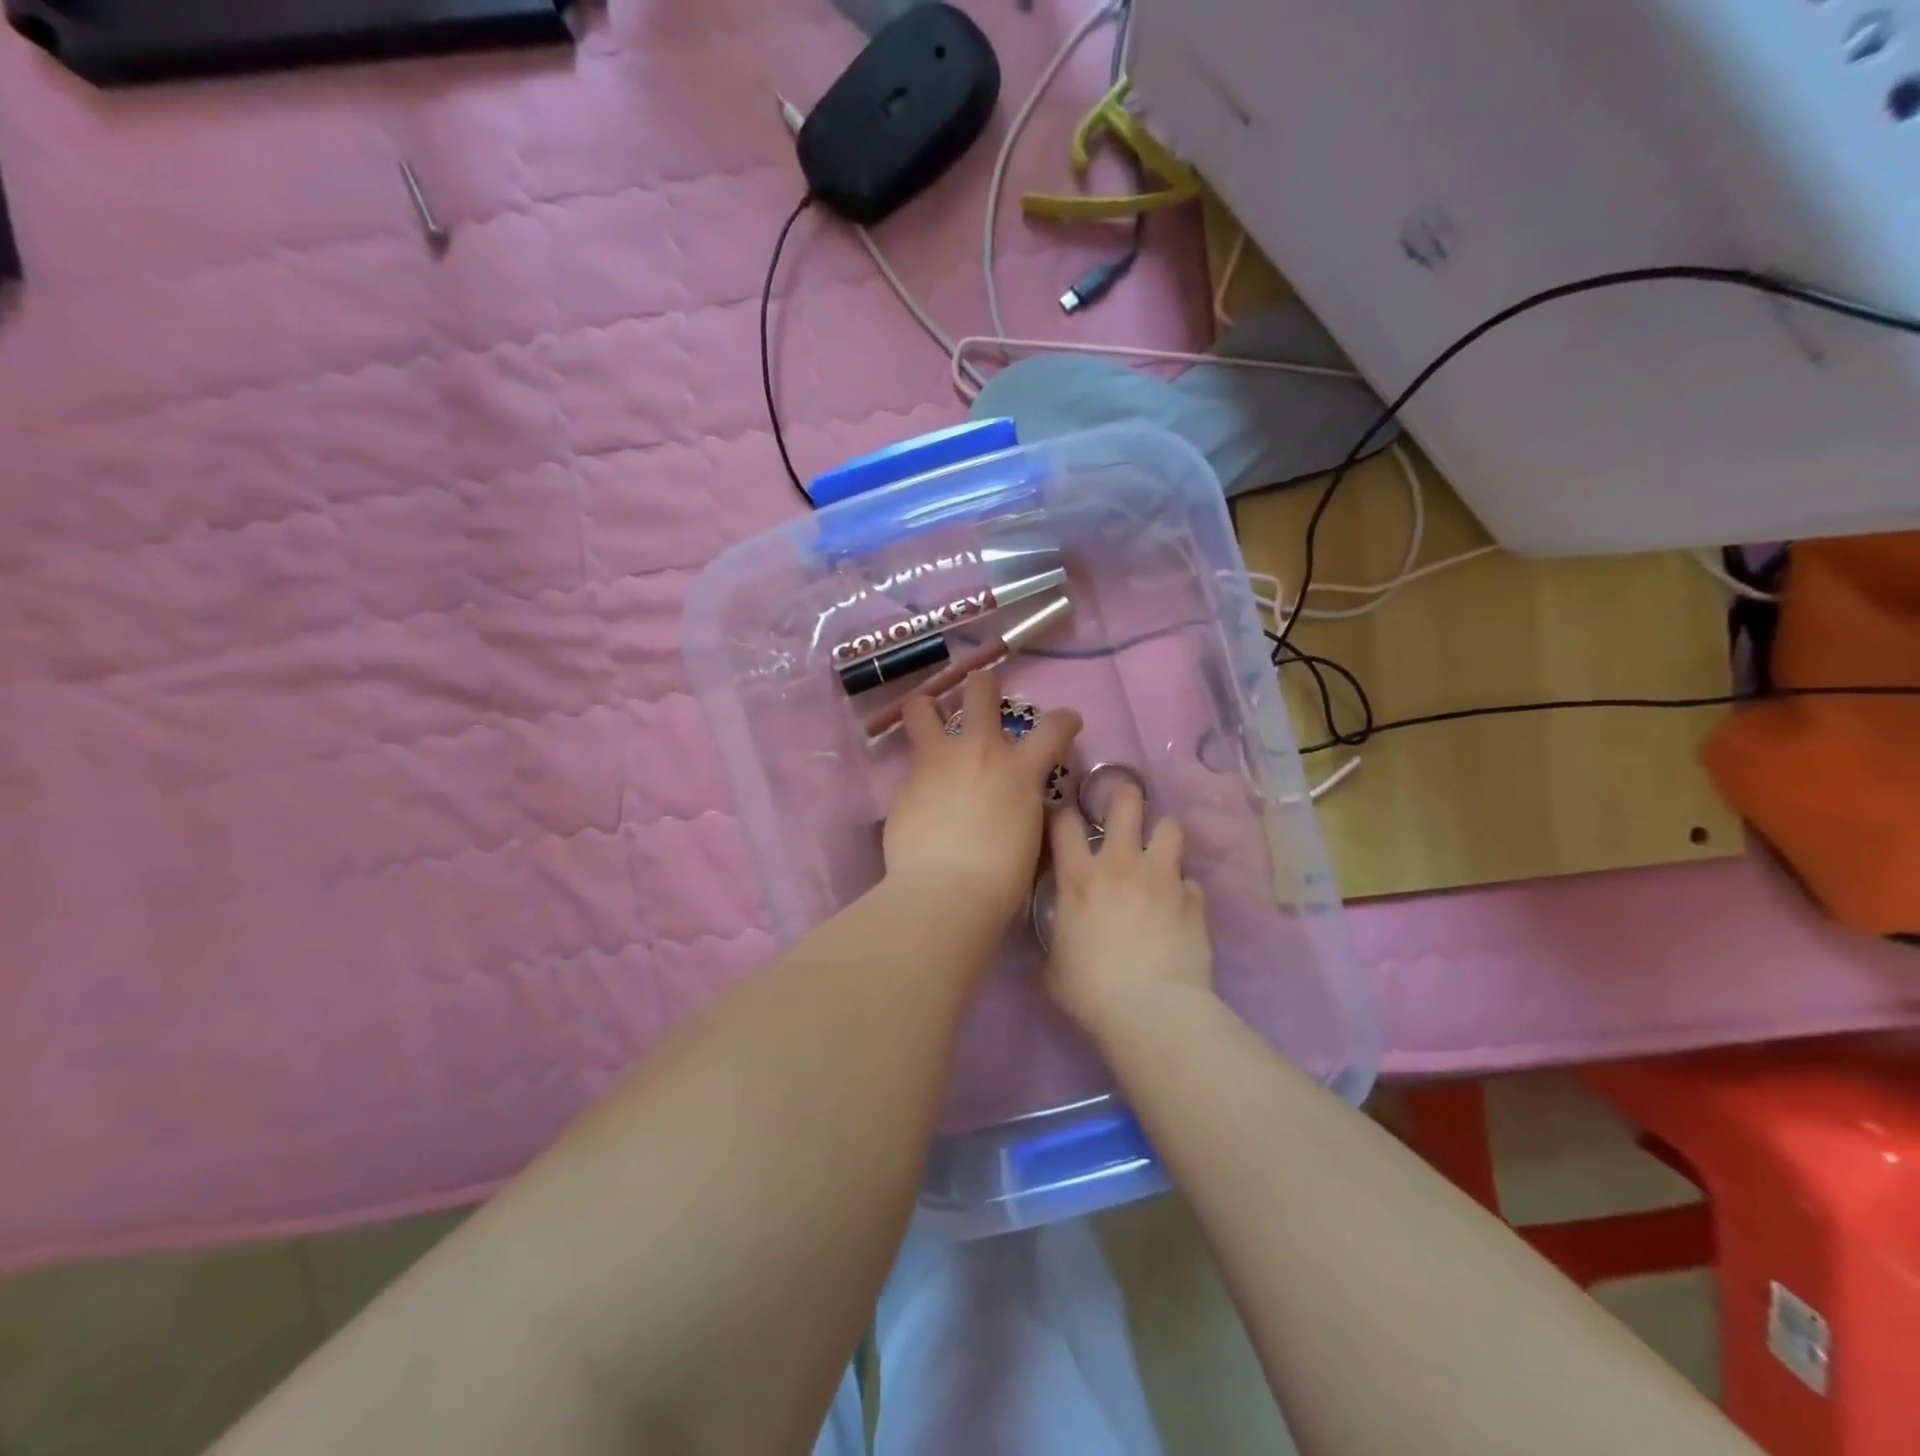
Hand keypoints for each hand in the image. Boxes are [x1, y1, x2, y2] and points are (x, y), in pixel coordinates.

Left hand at [883, 669, 1081, 929]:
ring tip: (930, 721)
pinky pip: (912, 763)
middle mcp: (980, 750)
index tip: (1067, 722)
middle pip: (981, 689)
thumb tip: (1017, 796)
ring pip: (922, 708)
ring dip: (928, 710)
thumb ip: (1024, 802)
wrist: (945, 891)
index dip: (1065, 720)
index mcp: (1020, 769)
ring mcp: (938, 760)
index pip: (1054, 726)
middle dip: (983, 687)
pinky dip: (920, 772)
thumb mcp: (1030, 833)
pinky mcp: (906, 781)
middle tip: (982, 697)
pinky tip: (921, 794)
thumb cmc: (1001, 877)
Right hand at [1044, 782, 1212, 1038]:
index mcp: (1079, 877)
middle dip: (1124, 795)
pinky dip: (1184, 891)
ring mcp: (1162, 878)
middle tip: (1123, 805)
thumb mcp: (1053, 965)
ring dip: (1163, 836)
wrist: (1151, 1012)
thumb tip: (1060, 934)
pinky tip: (1180, 908)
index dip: (1063, 813)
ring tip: (1159, 853)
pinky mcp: (1194, 900)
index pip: (1065, 822)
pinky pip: (1191, 882)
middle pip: (1126, 803)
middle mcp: (1121, 864)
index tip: (1065, 819)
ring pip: (1170, 827)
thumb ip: (1056, 938)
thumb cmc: (1090, 991)